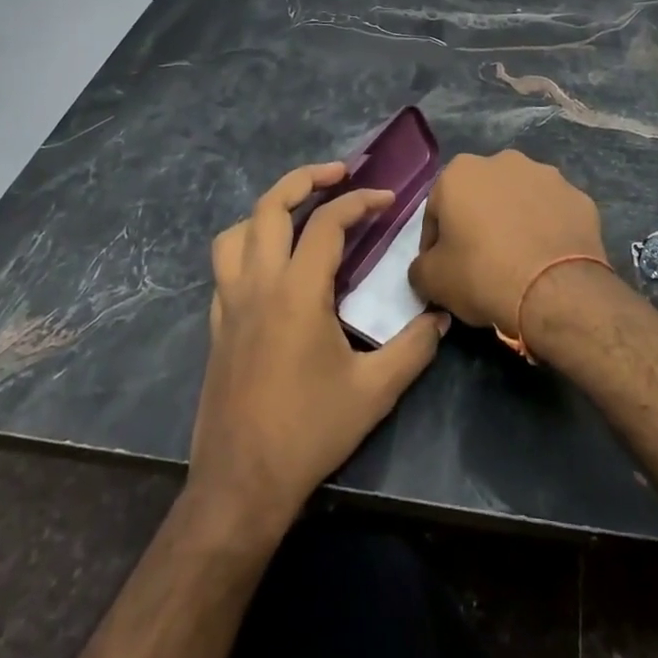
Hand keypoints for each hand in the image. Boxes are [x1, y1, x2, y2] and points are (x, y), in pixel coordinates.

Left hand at [188, 162, 447, 532]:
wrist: (241, 484)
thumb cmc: (310, 432)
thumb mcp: (375, 391)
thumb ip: (414, 347)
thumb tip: (442, 316)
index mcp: (297, 292)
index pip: (327, 223)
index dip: (359, 201)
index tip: (387, 199)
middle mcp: (258, 285)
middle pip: (269, 207)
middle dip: (304, 179)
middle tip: (337, 173)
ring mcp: (229, 303)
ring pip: (237, 232)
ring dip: (267, 210)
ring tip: (298, 213)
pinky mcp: (216, 325)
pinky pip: (224, 266)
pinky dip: (247, 246)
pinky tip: (271, 266)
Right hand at [409, 151, 606, 335]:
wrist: (556, 291)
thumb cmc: (483, 275)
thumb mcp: (432, 280)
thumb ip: (420, 267)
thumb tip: (426, 267)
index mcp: (460, 172)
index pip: (437, 210)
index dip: (435, 242)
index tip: (443, 269)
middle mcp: (504, 161)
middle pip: (481, 197)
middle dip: (478, 223)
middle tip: (480, 262)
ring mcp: (547, 176)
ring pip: (519, 200)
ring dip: (514, 221)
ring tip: (518, 260)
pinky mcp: (579, 197)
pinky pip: (553, 214)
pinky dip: (547, 230)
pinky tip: (546, 259)